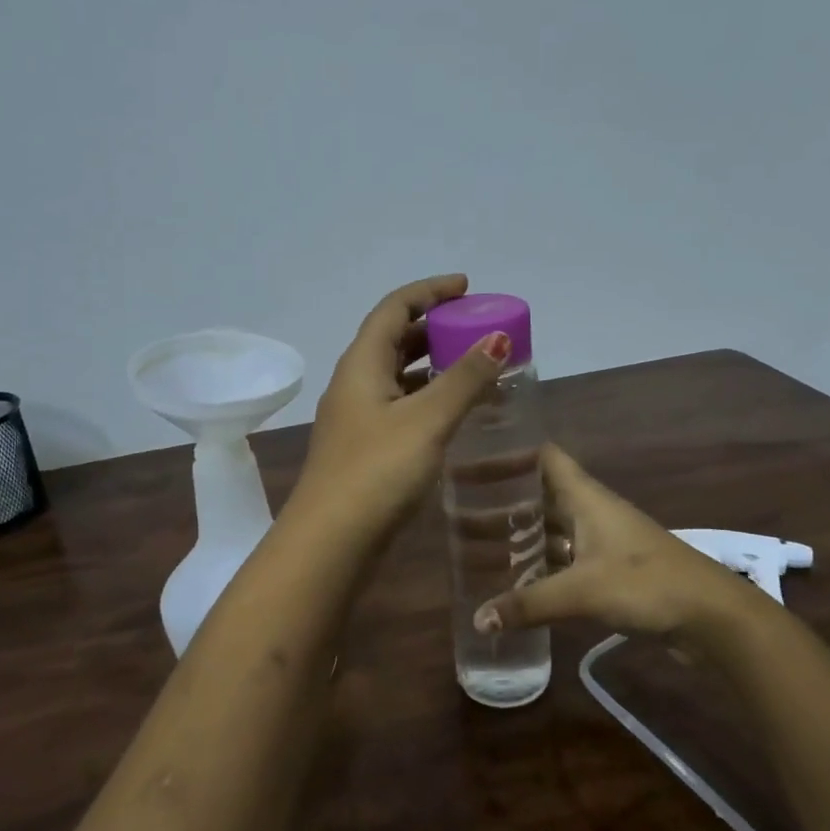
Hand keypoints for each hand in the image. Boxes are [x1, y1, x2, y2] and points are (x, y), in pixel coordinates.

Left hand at [294, 275, 512, 534]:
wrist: (331, 542)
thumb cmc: (377, 472)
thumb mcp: (427, 420)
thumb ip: (465, 379)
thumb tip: (499, 339)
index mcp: (361, 364)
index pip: (394, 308)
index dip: (429, 291)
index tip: (466, 288)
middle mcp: (354, 383)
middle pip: (394, 338)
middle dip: (434, 327)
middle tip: (475, 328)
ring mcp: (356, 418)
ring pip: (397, 375)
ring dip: (432, 365)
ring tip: (473, 366)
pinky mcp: (364, 448)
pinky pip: (399, 406)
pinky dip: (427, 398)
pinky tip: (453, 412)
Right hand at [474, 445, 774, 642]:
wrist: (711, 617)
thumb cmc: (646, 584)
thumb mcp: (582, 592)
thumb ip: (528, 604)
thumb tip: (477, 621)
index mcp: (586, 497)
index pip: (544, 456)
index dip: (512, 451)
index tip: (473, 455)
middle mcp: (592, 511)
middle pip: (542, 494)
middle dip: (504, 499)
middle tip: (459, 505)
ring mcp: (602, 541)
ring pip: (552, 529)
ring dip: (521, 534)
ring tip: (475, 542)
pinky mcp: (610, 570)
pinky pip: (564, 558)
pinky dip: (540, 564)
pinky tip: (514, 579)